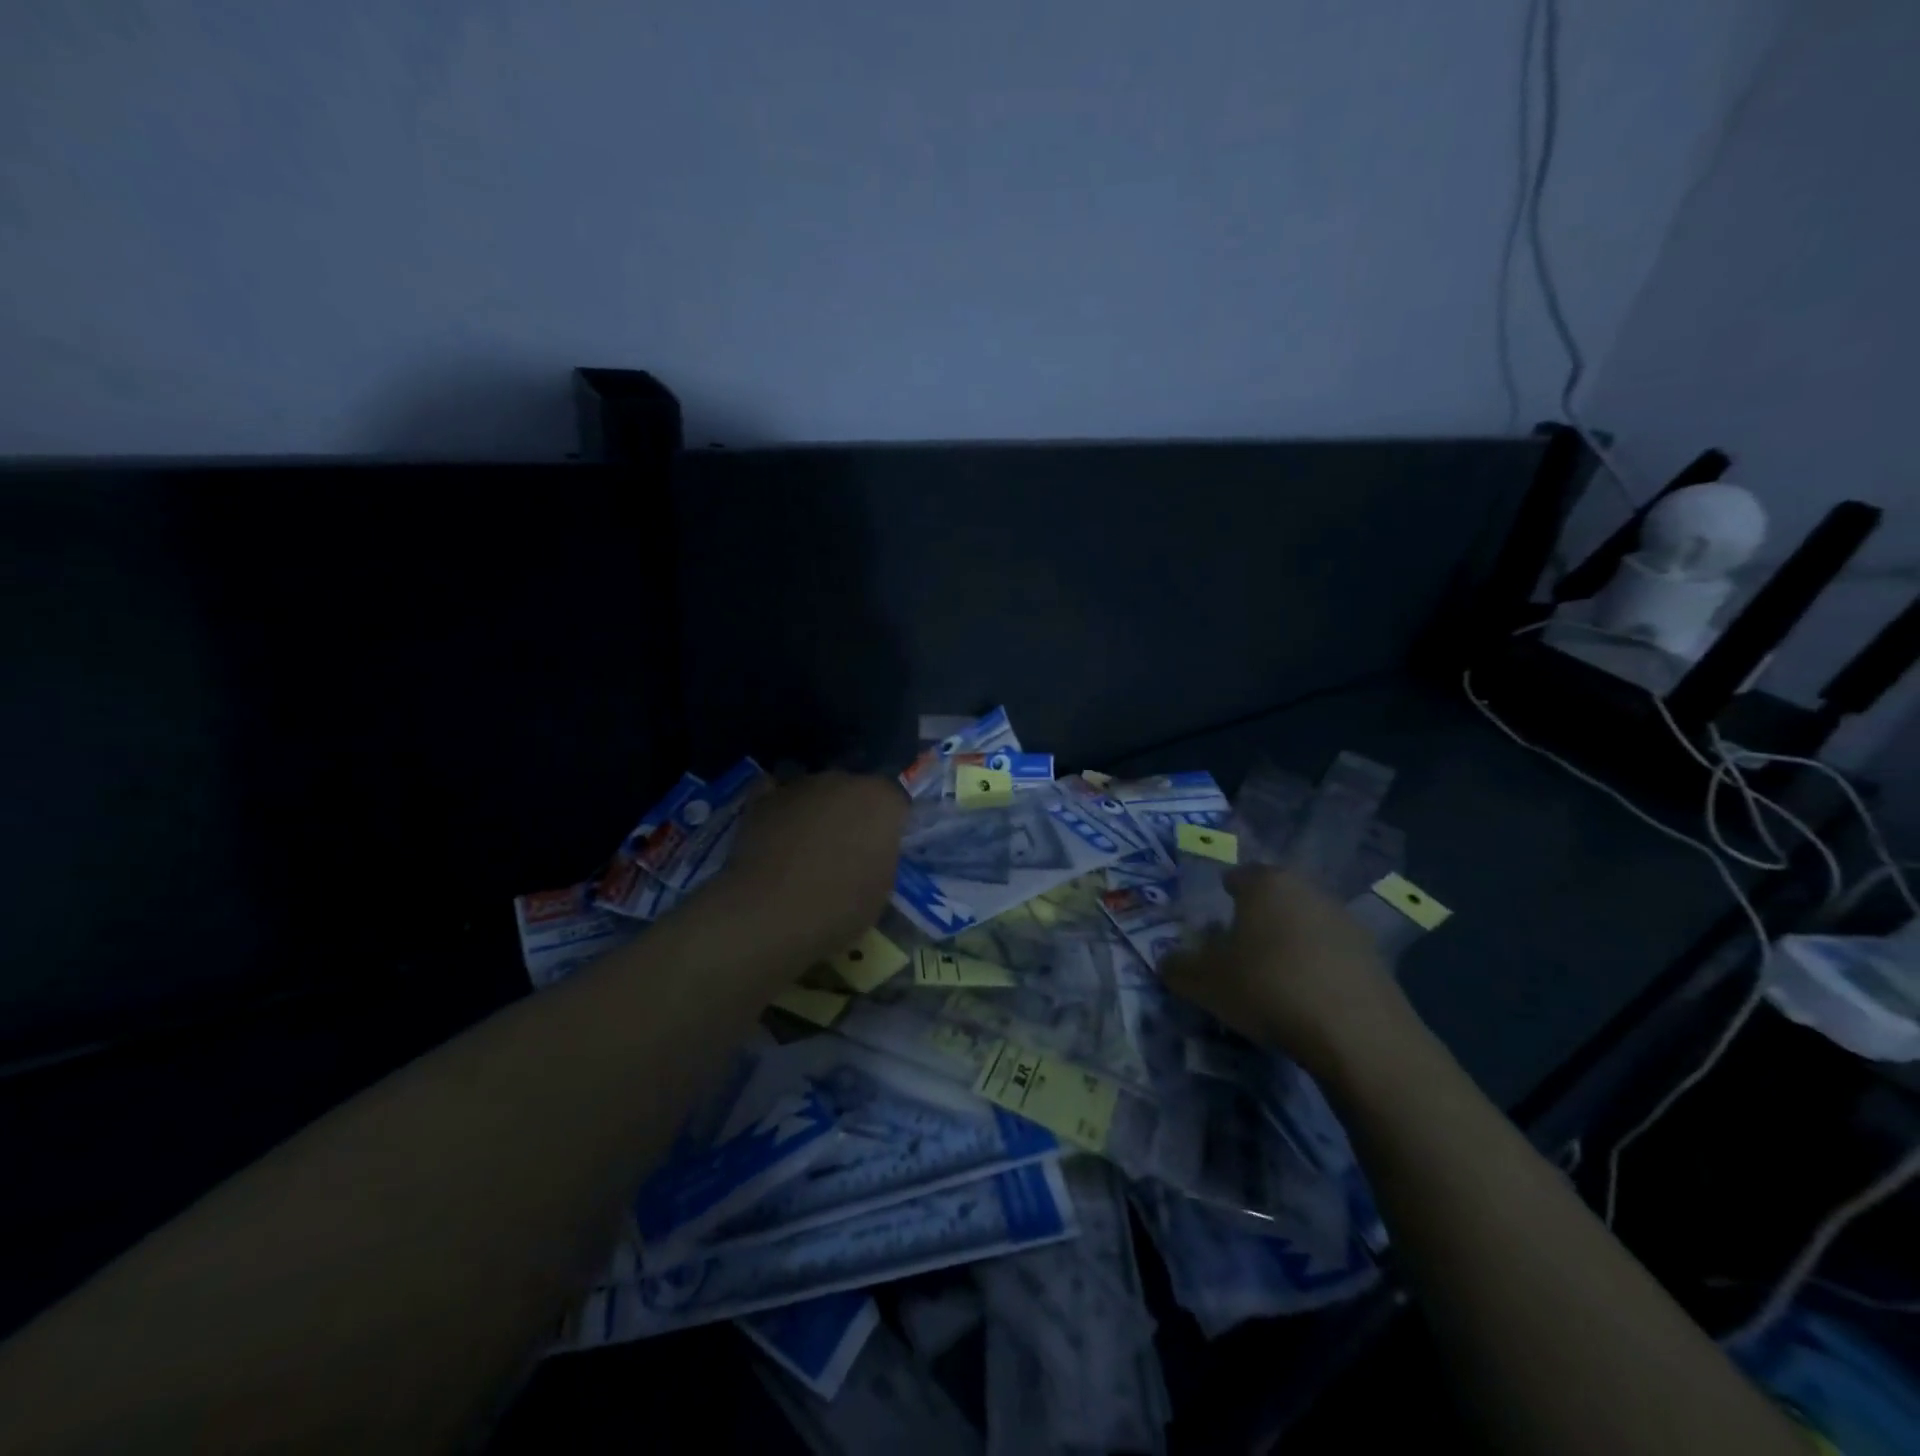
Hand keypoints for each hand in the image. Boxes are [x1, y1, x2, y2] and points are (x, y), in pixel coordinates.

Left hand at [712, 771, 907, 962]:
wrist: (768, 913)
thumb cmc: (838, 907)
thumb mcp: (881, 889)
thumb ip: (882, 855)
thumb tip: (871, 850)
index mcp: (882, 800)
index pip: (895, 803)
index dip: (890, 827)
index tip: (882, 851)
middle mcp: (844, 780)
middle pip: (855, 792)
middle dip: (853, 814)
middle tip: (846, 850)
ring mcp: (800, 785)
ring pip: (817, 792)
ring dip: (817, 811)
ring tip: (806, 848)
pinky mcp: (763, 798)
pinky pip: (777, 794)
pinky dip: (780, 807)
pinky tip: (778, 831)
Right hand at [1161, 866, 1414, 1080]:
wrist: (1357, 1034)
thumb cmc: (1268, 988)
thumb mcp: (1203, 982)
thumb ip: (1177, 966)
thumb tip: (1166, 961)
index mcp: (1265, 883)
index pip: (1237, 875)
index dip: (1221, 896)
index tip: (1213, 925)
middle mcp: (1307, 889)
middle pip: (1273, 897)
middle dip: (1256, 918)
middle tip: (1238, 949)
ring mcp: (1345, 920)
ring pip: (1304, 923)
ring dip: (1288, 942)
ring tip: (1272, 977)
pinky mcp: (1374, 955)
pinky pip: (1331, 953)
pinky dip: (1316, 967)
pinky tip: (1306, 997)